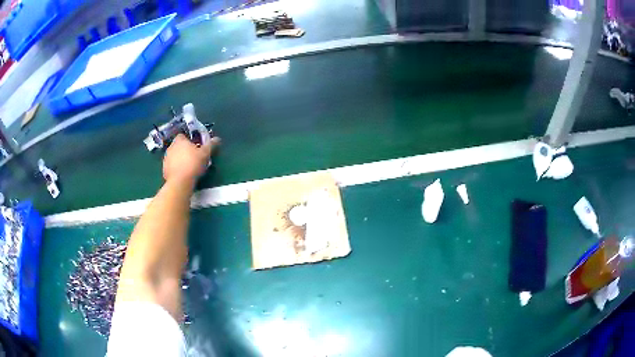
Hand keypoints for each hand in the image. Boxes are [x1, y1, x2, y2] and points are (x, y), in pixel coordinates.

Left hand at [163, 134, 219, 184]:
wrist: (180, 182)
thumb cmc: (193, 164)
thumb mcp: (205, 153)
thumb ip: (210, 145)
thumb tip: (217, 138)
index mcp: (179, 140)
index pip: (182, 136)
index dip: (188, 140)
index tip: (195, 146)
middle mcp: (170, 147)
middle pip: (178, 146)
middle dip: (184, 150)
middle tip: (193, 157)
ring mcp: (166, 159)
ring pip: (174, 156)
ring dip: (179, 159)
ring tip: (188, 167)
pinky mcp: (164, 170)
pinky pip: (171, 166)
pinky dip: (176, 168)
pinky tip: (183, 174)